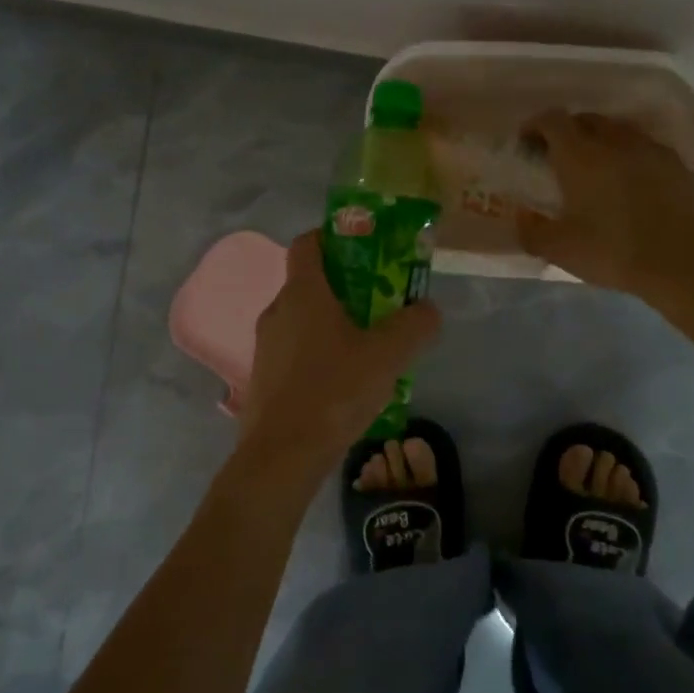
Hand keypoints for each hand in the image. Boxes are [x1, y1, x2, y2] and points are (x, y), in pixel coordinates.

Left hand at [239, 230, 440, 459]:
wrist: (282, 455)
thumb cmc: (334, 392)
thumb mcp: (387, 356)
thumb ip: (414, 326)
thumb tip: (428, 309)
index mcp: (303, 293)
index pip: (309, 242)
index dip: (335, 237)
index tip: (366, 249)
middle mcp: (278, 311)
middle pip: (312, 283)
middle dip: (348, 287)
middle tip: (382, 303)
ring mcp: (266, 346)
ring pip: (305, 320)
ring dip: (335, 323)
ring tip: (370, 347)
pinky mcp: (265, 377)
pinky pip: (297, 350)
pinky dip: (321, 352)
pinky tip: (346, 382)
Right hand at [516, 111, 693, 303]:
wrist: (684, 262)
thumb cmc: (613, 252)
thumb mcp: (560, 250)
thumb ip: (532, 230)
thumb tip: (522, 215)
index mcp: (580, 156)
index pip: (552, 121)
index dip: (535, 125)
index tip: (527, 142)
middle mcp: (614, 142)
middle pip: (585, 120)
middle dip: (567, 131)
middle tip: (558, 156)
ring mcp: (649, 149)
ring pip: (617, 130)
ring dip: (599, 140)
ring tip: (594, 167)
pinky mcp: (676, 164)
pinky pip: (643, 147)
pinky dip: (628, 155)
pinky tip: (629, 181)